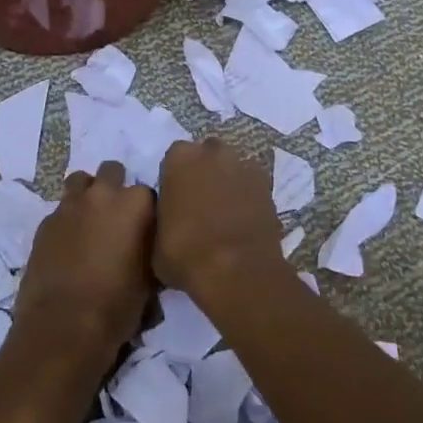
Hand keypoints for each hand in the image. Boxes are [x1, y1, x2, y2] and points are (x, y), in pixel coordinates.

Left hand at [12, 161, 155, 366]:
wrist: (62, 328)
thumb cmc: (116, 307)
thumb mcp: (149, 280)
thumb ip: (147, 248)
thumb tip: (143, 244)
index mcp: (135, 205)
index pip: (148, 193)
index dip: (146, 211)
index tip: (145, 230)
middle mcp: (102, 195)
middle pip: (112, 171)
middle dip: (115, 187)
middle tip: (116, 218)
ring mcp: (69, 206)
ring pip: (80, 181)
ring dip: (87, 194)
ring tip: (90, 222)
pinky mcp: (45, 223)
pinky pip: (60, 210)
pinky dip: (67, 221)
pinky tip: (68, 246)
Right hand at [154, 138, 287, 301]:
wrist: (237, 270)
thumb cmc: (186, 253)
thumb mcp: (155, 241)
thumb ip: (161, 218)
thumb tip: (170, 221)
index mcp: (179, 158)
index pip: (174, 158)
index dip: (175, 179)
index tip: (174, 201)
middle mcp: (213, 152)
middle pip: (206, 155)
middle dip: (204, 172)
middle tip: (200, 204)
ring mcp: (244, 166)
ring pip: (232, 168)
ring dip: (228, 183)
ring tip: (225, 214)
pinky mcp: (268, 185)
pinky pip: (252, 186)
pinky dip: (249, 198)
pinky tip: (244, 221)